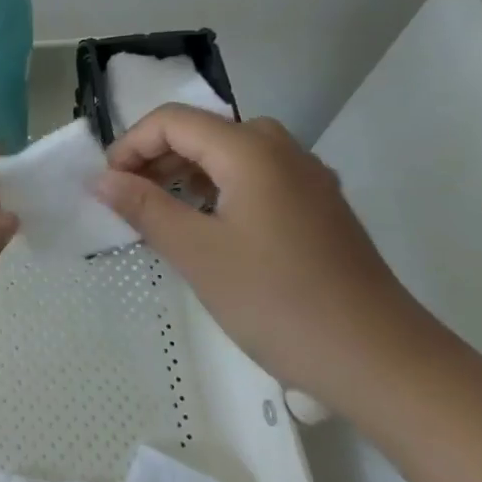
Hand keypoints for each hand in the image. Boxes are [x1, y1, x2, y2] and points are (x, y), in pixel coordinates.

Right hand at [95, 105, 429, 410]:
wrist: (381, 360)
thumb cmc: (278, 301)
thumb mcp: (197, 253)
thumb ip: (144, 207)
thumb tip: (100, 179)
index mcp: (250, 150)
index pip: (173, 121)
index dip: (131, 145)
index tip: (108, 186)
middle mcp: (281, 149)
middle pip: (203, 131)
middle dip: (156, 158)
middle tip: (129, 201)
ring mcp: (307, 177)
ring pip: (230, 154)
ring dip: (186, 173)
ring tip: (161, 215)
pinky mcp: (319, 206)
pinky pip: (256, 177)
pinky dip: (220, 189)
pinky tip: (209, 228)